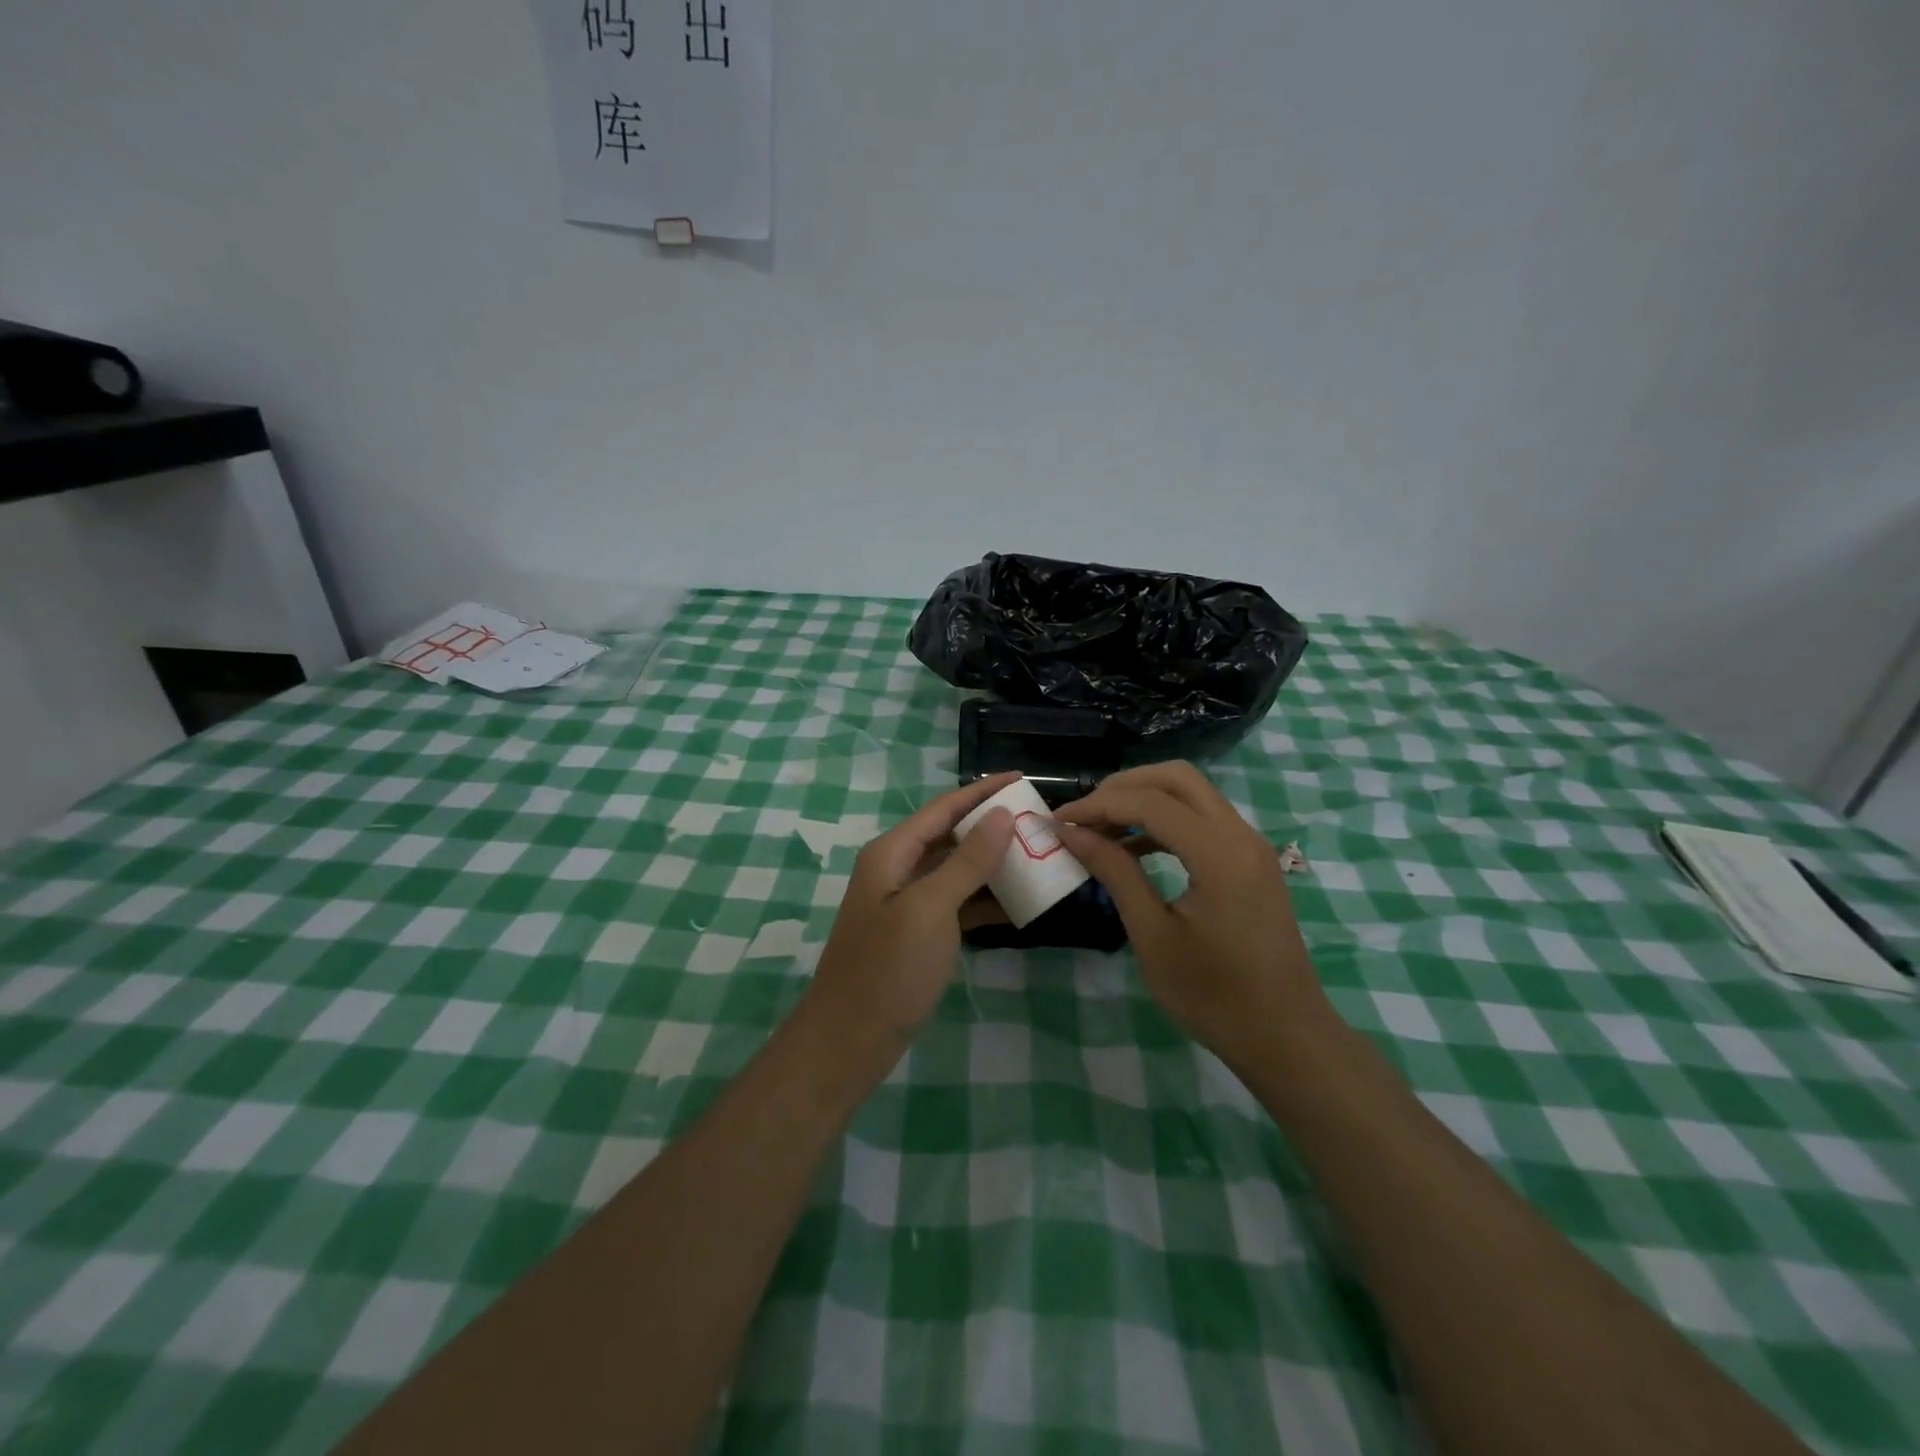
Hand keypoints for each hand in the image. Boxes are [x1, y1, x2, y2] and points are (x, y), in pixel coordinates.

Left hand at [802, 773, 1019, 1063]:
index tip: (1023, 778)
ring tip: (1036, 855)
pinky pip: (956, 903)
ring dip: (992, 863)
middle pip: (950, 835)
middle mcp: (897, 870)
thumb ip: (967, 861)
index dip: (982, 791)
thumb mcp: (930, 909)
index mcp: (892, 853)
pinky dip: (984, 900)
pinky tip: (1018, 903)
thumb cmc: (888, 968)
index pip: (944, 808)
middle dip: (992, 825)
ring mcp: (907, 903)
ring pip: (956, 870)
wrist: (850, 1039)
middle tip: (1037, 820)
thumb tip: (1001, 816)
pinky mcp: (918, 933)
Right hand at [1056, 762, 1329, 1060]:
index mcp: (1220, 854)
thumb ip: (1115, 873)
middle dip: (1123, 787)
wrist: (1286, 1037)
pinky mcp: (1250, 861)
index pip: (1149, 802)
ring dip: (1144, 800)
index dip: (1098, 805)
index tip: (1058, 821)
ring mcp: (1250, 846)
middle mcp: (1240, 836)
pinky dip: (1164, 821)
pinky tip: (1132, 847)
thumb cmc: (1214, 996)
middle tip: (1083, 814)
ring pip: (1191, 794)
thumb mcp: (1153, 936)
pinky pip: (1203, 819)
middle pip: (1176, 778)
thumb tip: (1071, 833)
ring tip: (1099, 829)